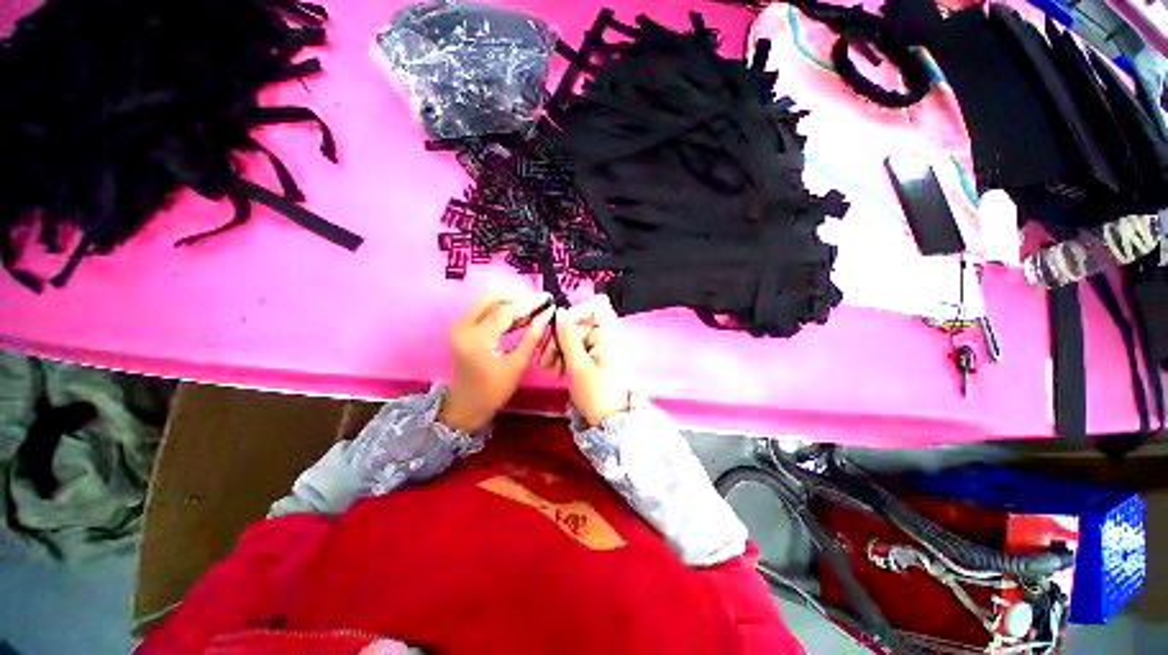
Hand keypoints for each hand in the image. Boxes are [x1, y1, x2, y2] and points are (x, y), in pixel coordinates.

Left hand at [439, 290, 553, 431]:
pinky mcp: (463, 326)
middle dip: (519, 295)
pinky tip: (522, 313)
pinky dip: (504, 307)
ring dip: (512, 299)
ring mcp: (460, 325)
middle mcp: (463, 327)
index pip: (505, 312)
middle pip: (492, 298)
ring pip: (488, 300)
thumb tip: (547, 314)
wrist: (466, 403)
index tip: (547, 300)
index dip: (528, 304)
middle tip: (540, 299)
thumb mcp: (517, 365)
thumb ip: (532, 337)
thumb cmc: (494, 390)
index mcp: (477, 341)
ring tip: (535, 304)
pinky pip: (485, 308)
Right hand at [540, 295, 630, 426]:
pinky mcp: (595, 358)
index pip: (597, 306)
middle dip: (560, 338)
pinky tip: (556, 370)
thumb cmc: (596, 394)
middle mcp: (607, 336)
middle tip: (545, 359)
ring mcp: (601, 347)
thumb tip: (560, 311)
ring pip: (575, 336)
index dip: (577, 311)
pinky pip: (577, 348)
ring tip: (549, 369)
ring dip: (559, 349)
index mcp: (609, 335)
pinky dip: (565, 356)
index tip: (560, 327)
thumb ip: (568, 337)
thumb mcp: (578, 365)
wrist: (610, 423)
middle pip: (580, 323)